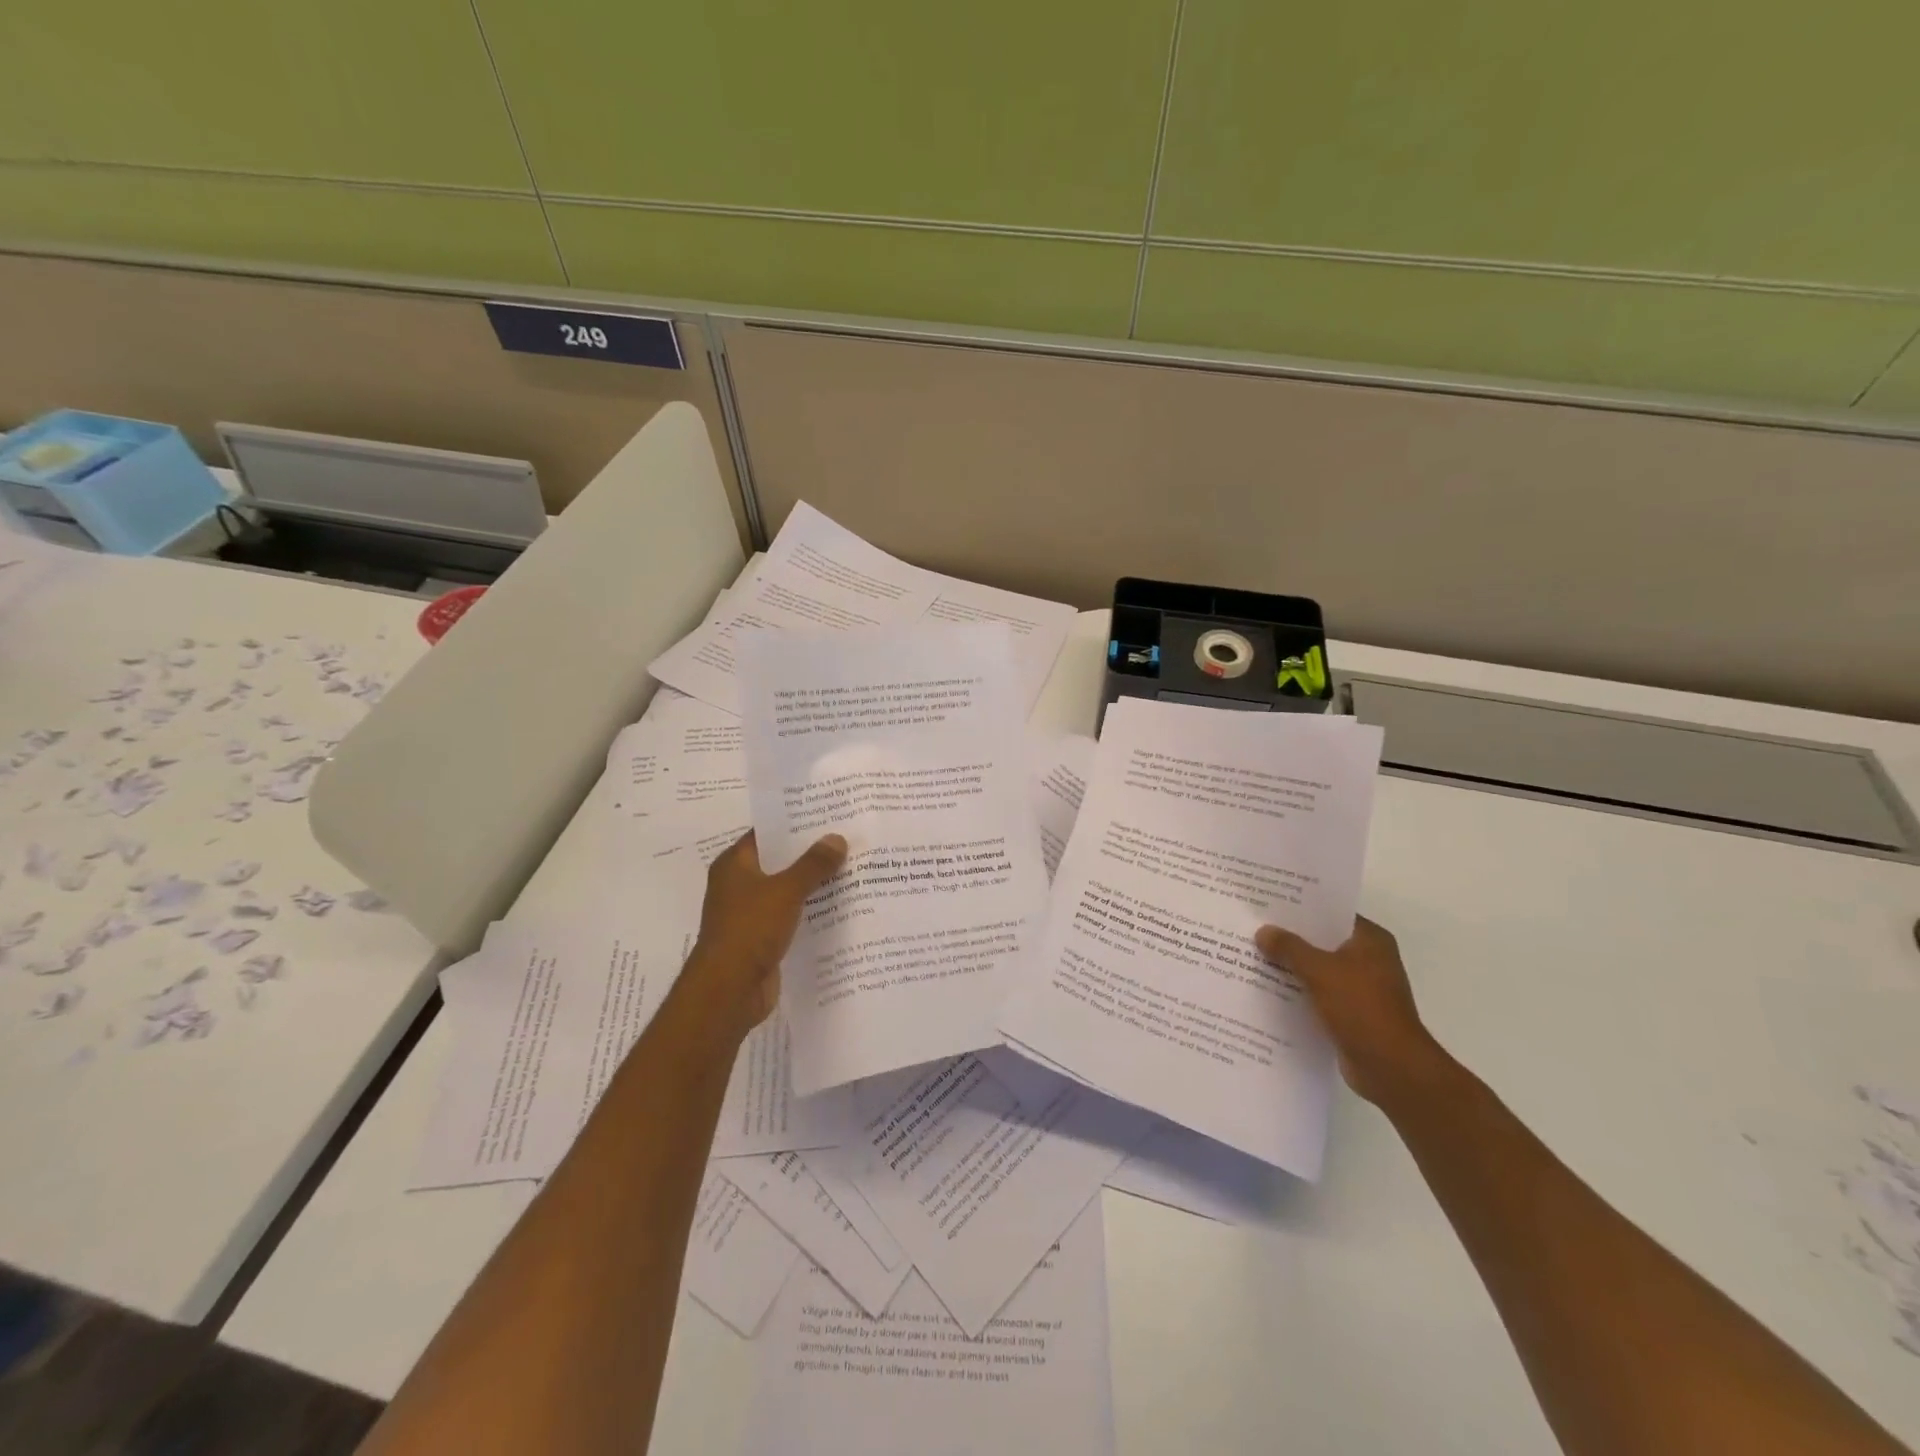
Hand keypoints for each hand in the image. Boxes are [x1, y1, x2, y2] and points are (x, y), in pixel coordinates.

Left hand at [674, 831, 847, 1044]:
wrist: (728, 991)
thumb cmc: (750, 930)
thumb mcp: (785, 891)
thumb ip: (813, 865)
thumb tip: (836, 838)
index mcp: (734, 865)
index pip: (766, 834)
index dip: (795, 824)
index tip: (827, 816)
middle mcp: (738, 886)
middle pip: (779, 862)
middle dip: (810, 854)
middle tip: (847, 840)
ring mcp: (749, 914)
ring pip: (786, 891)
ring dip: (813, 885)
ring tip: (852, 870)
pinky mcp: (761, 940)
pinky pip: (790, 917)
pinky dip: (810, 912)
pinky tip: (840, 907)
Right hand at [1254, 917, 1447, 1105]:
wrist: (1391, 1068)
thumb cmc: (1361, 1008)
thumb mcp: (1319, 971)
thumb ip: (1289, 948)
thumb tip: (1263, 931)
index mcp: (1370, 940)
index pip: (1331, 914)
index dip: (1301, 908)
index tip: (1268, 904)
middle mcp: (1369, 960)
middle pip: (1322, 941)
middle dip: (1290, 938)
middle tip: (1253, 928)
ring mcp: (1362, 988)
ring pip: (1318, 969)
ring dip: (1292, 967)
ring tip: (1253, 956)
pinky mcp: (1352, 1014)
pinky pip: (1318, 994)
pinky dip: (1298, 992)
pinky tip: (1267, 990)